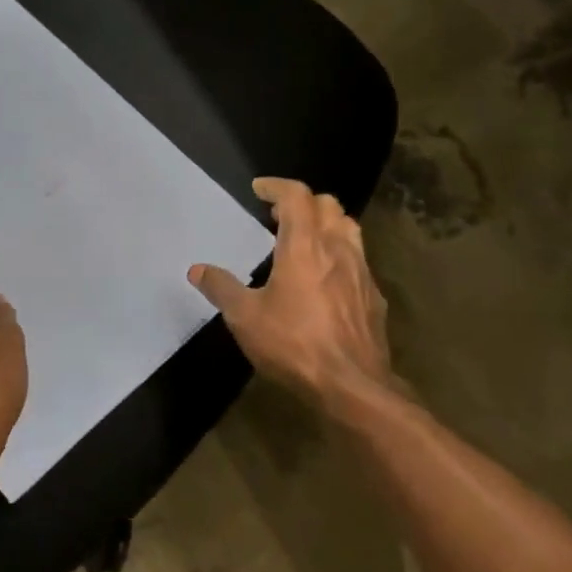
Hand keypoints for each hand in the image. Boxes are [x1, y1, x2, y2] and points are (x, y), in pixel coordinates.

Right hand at [190, 177, 394, 412]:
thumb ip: (221, 288)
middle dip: (302, 202)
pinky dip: (340, 254)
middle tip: (278, 217)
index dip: (277, 186)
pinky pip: (359, 260)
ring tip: (305, 240)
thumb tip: (197, 270)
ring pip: (349, 228)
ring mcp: (361, 271)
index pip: (296, 196)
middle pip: (328, 204)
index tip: (259, 189)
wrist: (352, 385)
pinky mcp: (374, 296)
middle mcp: (337, 248)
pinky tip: (326, 279)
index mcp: (304, 245)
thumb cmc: (294, 344)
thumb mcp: (245, 318)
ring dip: (326, 223)